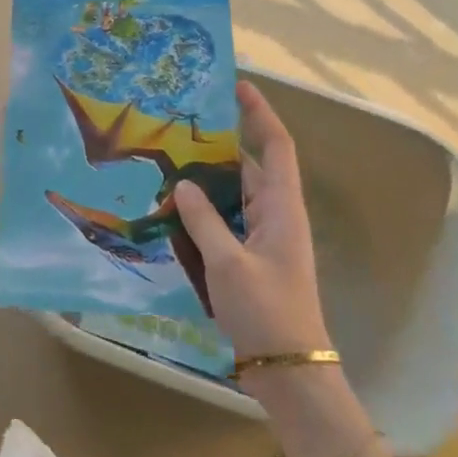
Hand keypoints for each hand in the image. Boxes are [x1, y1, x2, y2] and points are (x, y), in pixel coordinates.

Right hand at [175, 81, 331, 359]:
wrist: (289, 370)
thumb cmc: (266, 310)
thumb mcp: (228, 263)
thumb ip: (203, 220)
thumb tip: (182, 183)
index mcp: (282, 208)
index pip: (276, 146)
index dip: (260, 114)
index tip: (237, 86)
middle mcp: (276, 215)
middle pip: (249, 167)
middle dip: (219, 146)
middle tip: (180, 128)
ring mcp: (265, 238)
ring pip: (234, 196)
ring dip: (207, 181)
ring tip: (168, 163)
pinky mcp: (251, 258)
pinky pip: (227, 222)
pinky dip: (204, 212)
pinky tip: (173, 211)